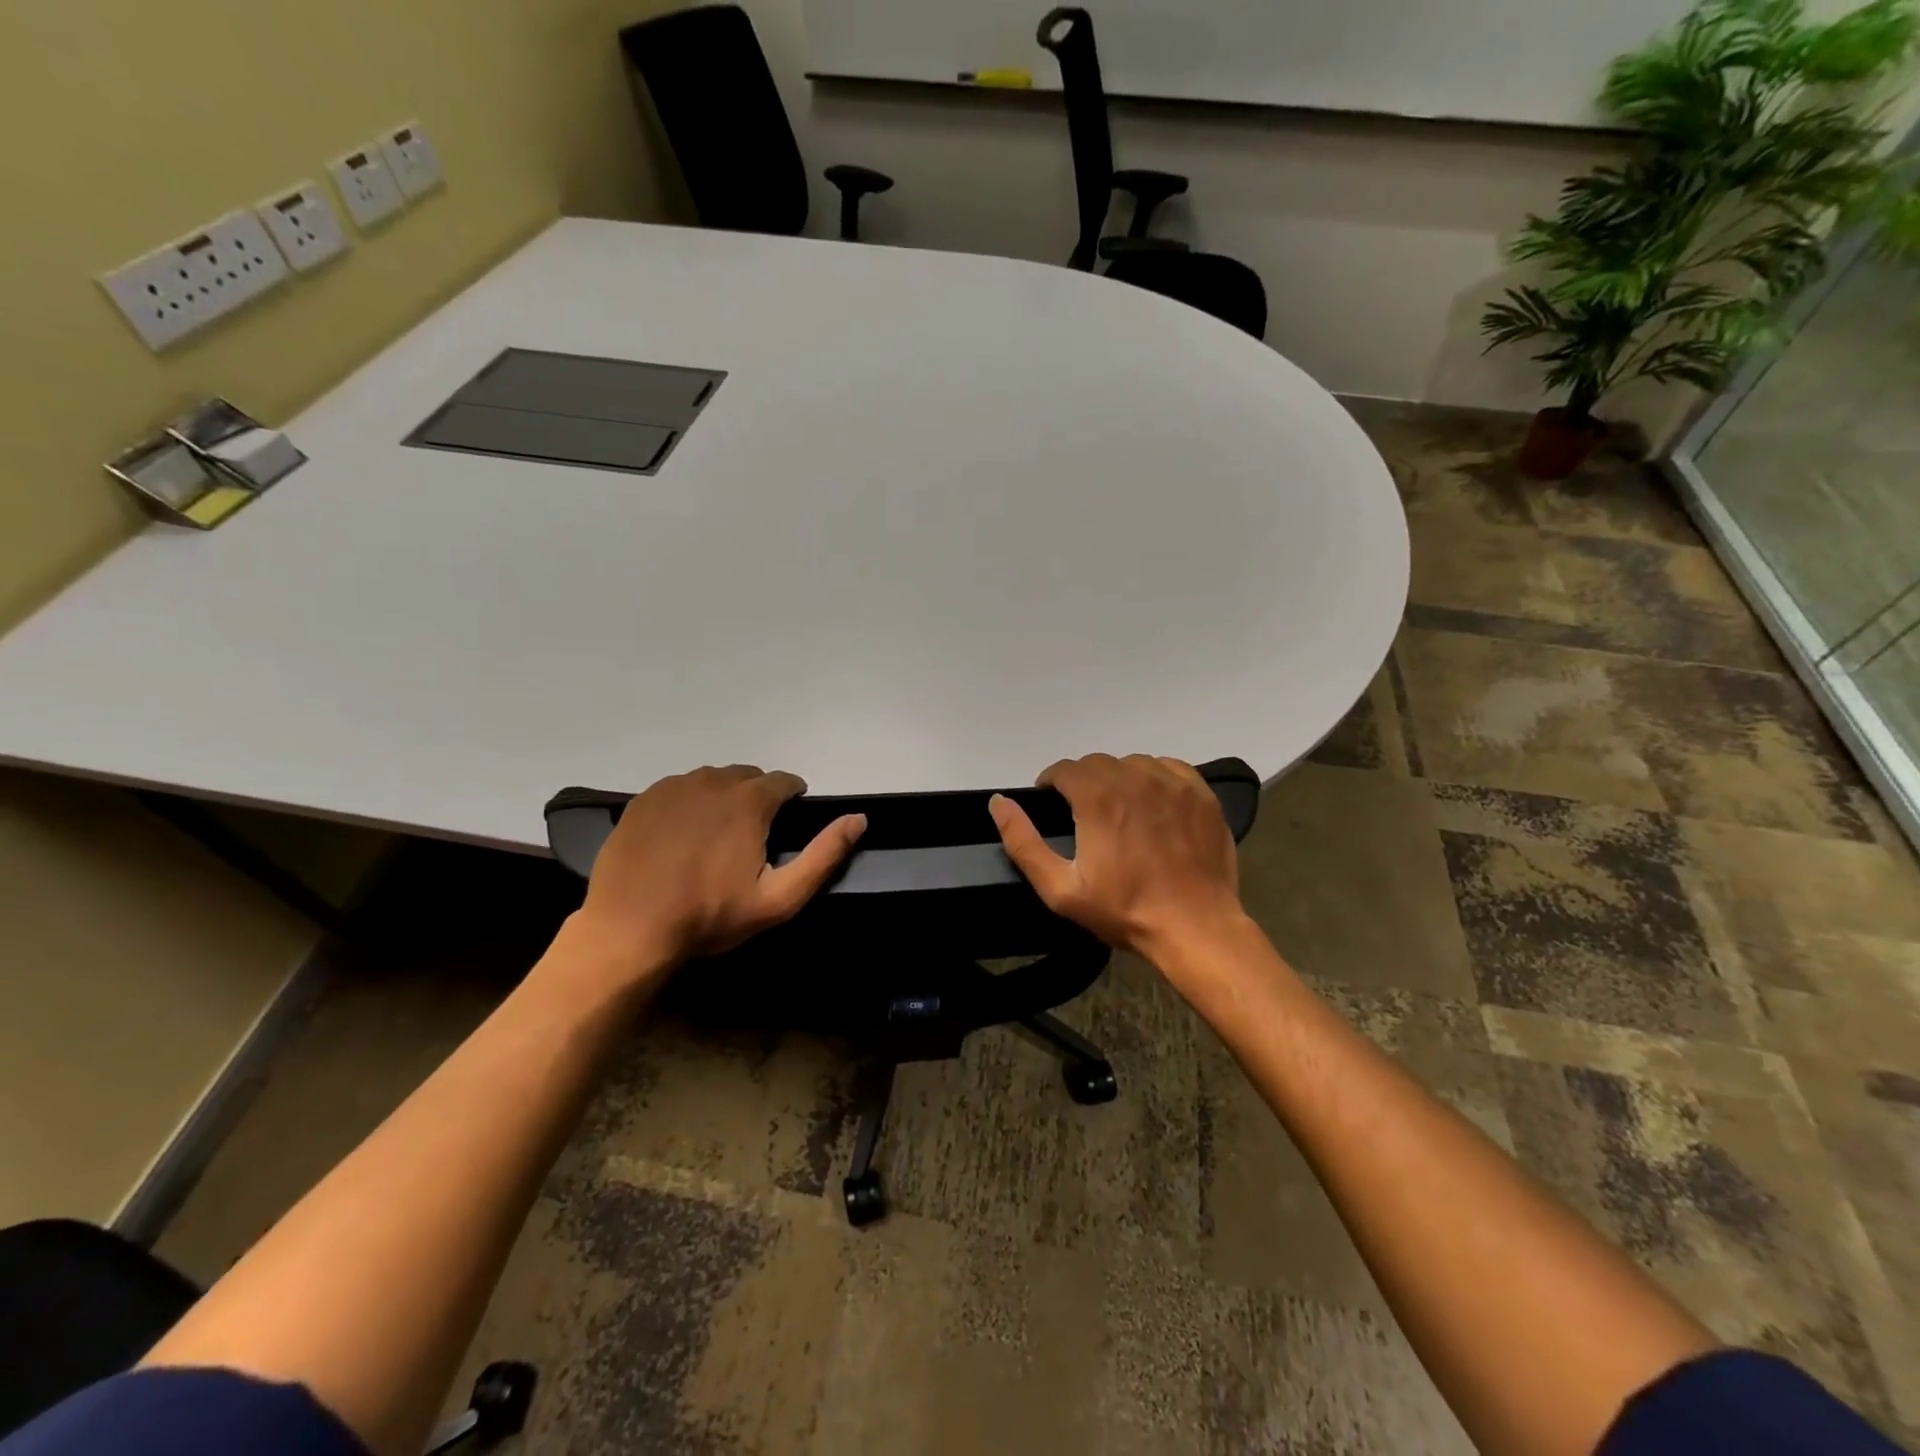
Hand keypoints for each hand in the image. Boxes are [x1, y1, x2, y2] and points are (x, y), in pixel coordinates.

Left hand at [568, 765, 864, 982]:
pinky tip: (683, 834)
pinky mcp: (643, 800)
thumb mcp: (779, 897)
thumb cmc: (710, 916)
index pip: (784, 781)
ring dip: (724, 797)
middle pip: (748, 777)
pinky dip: (690, 803)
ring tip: (718, 834)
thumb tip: (858, 819)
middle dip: (758, 797)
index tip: (789, 821)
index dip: (793, 798)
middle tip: (753, 835)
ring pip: (712, 780)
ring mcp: (673, 788)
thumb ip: (824, 855)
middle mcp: (712, 782)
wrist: (629, 929)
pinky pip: (679, 789)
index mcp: (749, 801)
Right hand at [990, 754, 1250, 965]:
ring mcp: (1172, 783)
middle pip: (1097, 763)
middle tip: (1084, 815)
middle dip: (1083, 782)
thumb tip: (998, 803)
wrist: (1195, 927)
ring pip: (1132, 763)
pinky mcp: (1200, 793)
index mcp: (1098, 797)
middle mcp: (1134, 778)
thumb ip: (1023, 841)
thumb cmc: (1124, 910)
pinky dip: (1153, 779)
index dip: (1052, 784)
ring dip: (1118, 779)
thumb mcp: (1060, 888)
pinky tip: (1153, 806)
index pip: (1064, 769)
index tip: (1053, 806)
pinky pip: (1168, 768)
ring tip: (1120, 811)